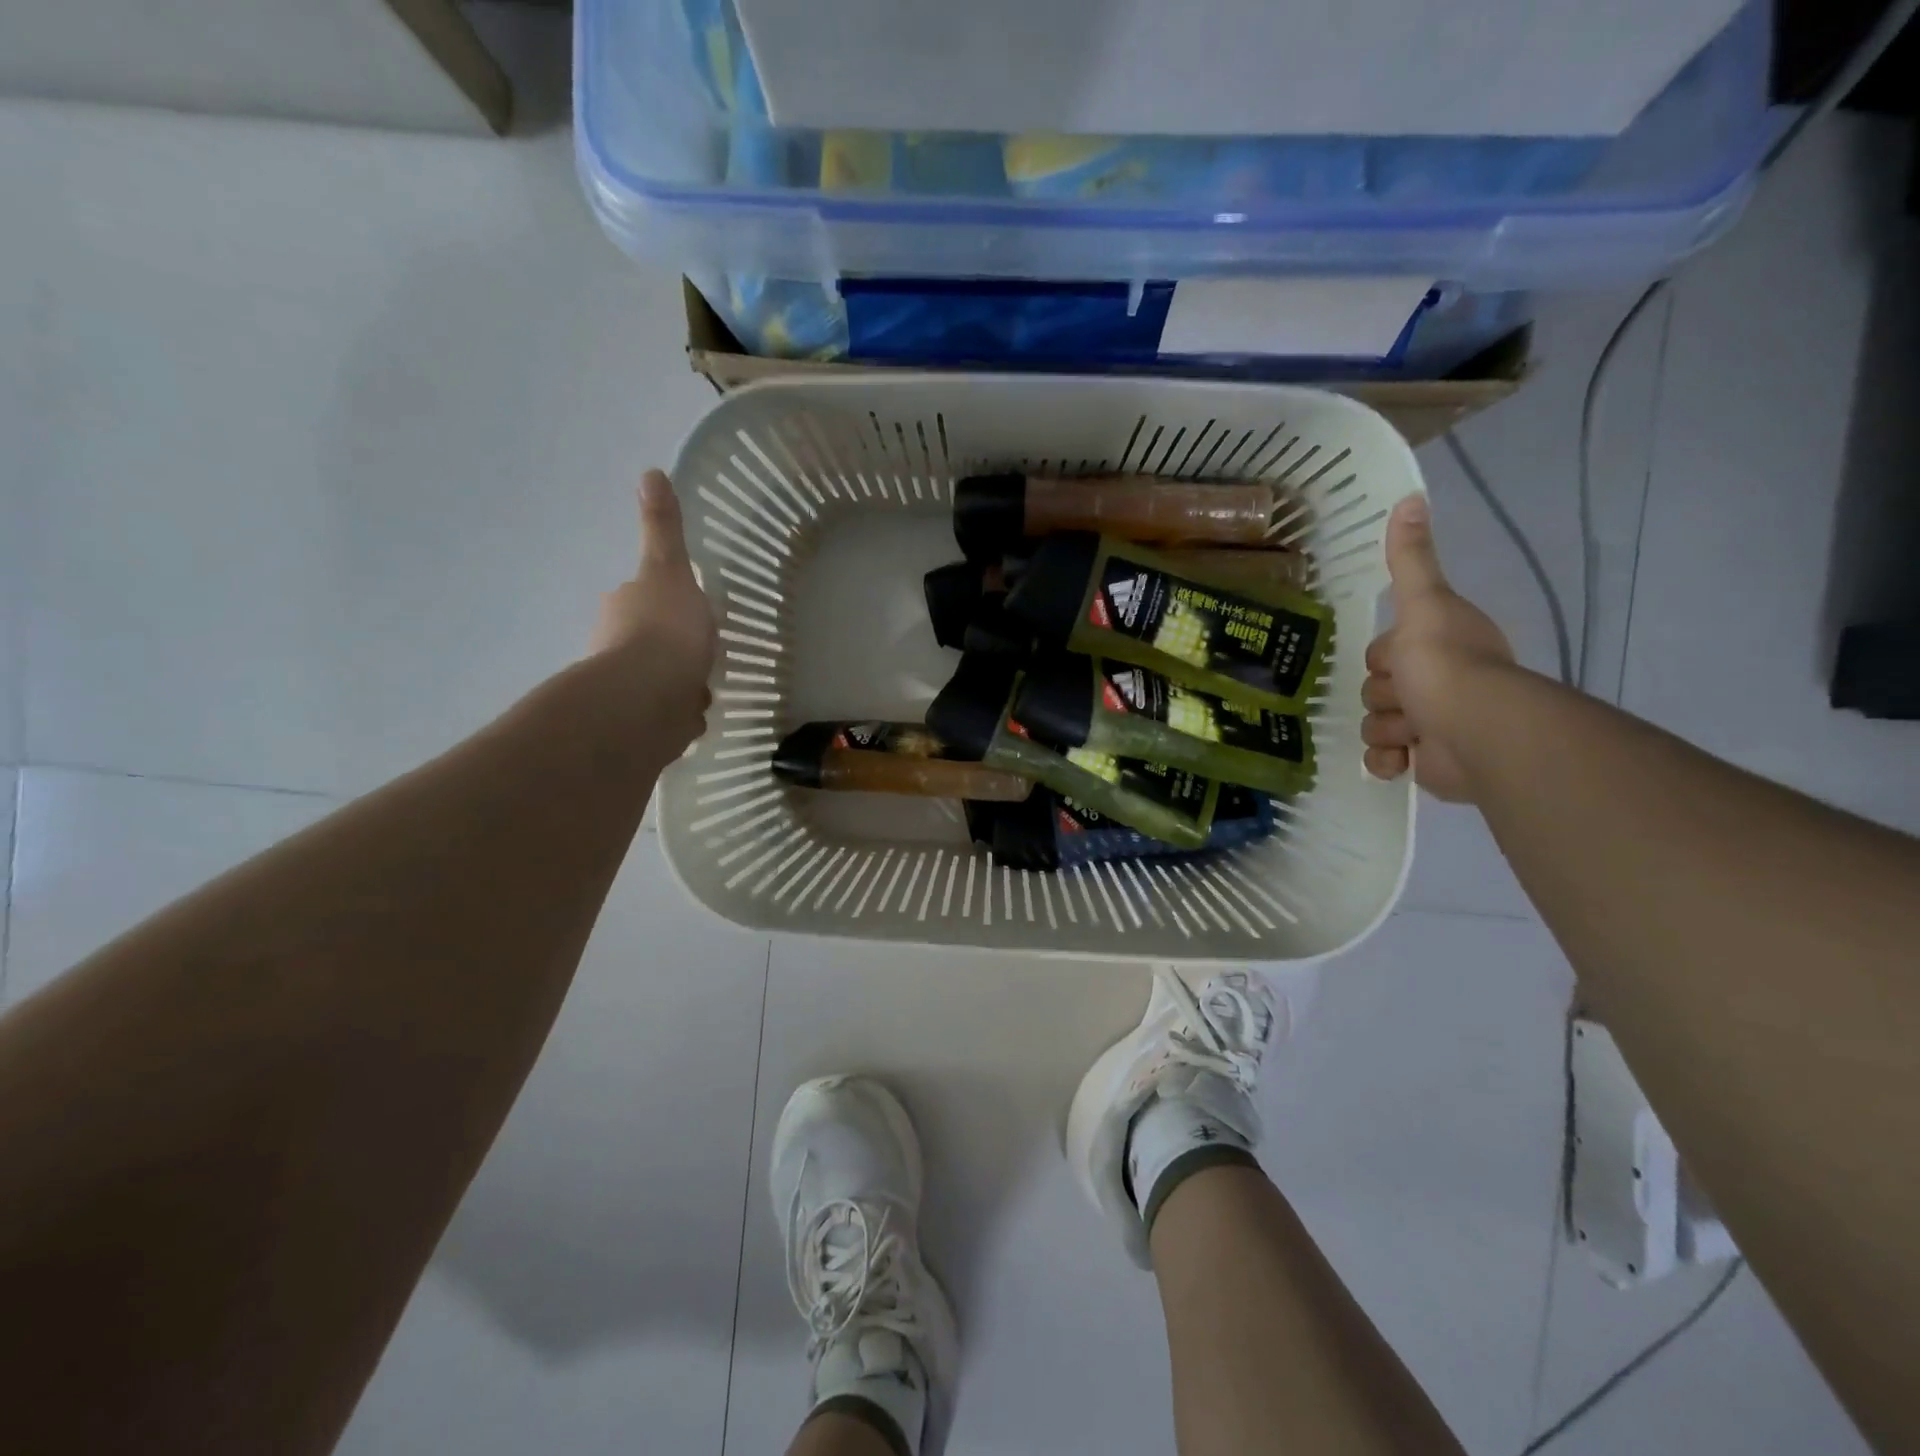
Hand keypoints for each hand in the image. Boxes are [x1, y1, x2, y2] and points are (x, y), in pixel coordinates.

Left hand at [590, 470, 718, 750]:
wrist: (651, 698)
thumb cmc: (664, 630)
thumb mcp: (670, 570)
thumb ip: (663, 529)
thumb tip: (650, 471)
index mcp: (624, 608)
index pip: (642, 601)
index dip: (664, 605)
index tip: (686, 612)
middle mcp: (615, 648)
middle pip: (646, 642)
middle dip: (669, 647)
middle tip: (700, 651)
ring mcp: (628, 690)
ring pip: (657, 681)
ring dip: (675, 683)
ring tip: (700, 686)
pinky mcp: (642, 725)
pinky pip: (667, 715)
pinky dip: (679, 714)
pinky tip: (695, 715)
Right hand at [1361, 495, 1513, 802]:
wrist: (1476, 731)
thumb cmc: (1446, 665)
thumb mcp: (1423, 604)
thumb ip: (1411, 559)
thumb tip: (1410, 497)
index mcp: (1437, 648)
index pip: (1382, 653)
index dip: (1384, 659)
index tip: (1401, 662)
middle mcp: (1437, 685)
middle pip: (1376, 690)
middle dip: (1386, 699)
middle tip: (1411, 699)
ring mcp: (1432, 727)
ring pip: (1376, 726)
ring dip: (1387, 730)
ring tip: (1415, 732)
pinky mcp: (1427, 764)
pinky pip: (1384, 762)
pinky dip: (1387, 763)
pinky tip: (1403, 760)